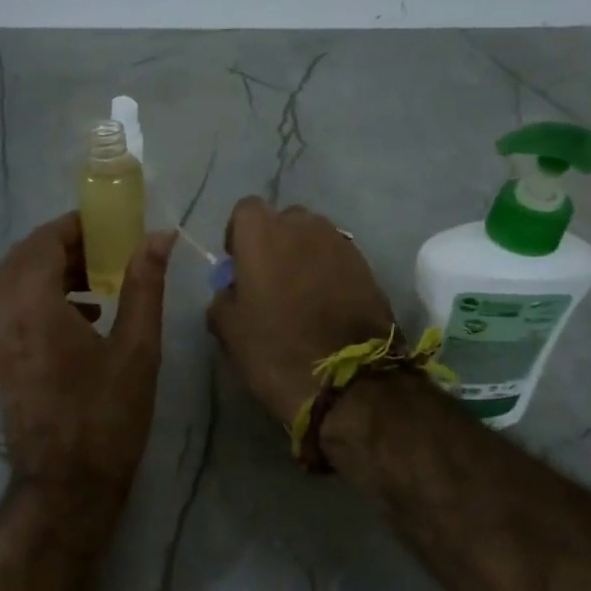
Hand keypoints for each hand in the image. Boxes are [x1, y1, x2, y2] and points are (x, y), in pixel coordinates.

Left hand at [0, 213, 175, 497]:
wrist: (67, 485)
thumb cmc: (107, 415)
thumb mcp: (137, 348)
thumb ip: (144, 285)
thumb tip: (158, 237)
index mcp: (33, 307)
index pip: (43, 243)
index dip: (72, 227)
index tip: (106, 226)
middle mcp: (4, 317)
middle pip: (22, 258)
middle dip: (60, 245)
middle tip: (102, 248)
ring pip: (14, 283)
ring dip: (50, 270)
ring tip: (98, 280)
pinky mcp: (0, 361)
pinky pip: (13, 309)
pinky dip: (42, 296)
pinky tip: (84, 315)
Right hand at [208, 198, 397, 424]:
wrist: (349, 380)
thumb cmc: (277, 351)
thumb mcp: (230, 331)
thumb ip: (223, 299)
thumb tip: (231, 291)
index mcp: (263, 234)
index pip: (246, 210)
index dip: (239, 235)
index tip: (239, 264)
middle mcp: (304, 226)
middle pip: (284, 220)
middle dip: (275, 242)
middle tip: (270, 279)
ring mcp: (340, 244)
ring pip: (314, 237)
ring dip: (304, 256)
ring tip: (300, 293)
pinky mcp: (367, 266)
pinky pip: (338, 258)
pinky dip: (328, 272)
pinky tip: (325, 304)